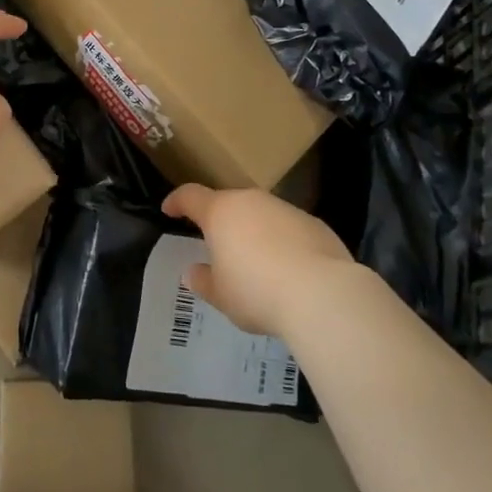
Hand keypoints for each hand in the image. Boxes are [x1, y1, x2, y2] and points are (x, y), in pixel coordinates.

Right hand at [162, 184, 355, 336]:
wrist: (322, 294)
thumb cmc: (257, 291)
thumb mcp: (221, 296)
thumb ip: (203, 281)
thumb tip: (194, 272)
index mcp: (220, 212)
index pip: (190, 196)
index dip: (177, 201)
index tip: (169, 210)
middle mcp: (251, 201)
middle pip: (228, 203)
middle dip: (220, 220)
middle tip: (217, 244)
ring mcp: (285, 209)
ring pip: (261, 214)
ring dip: (253, 231)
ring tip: (256, 262)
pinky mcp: (314, 223)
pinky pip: (288, 228)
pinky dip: (282, 242)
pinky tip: (289, 269)